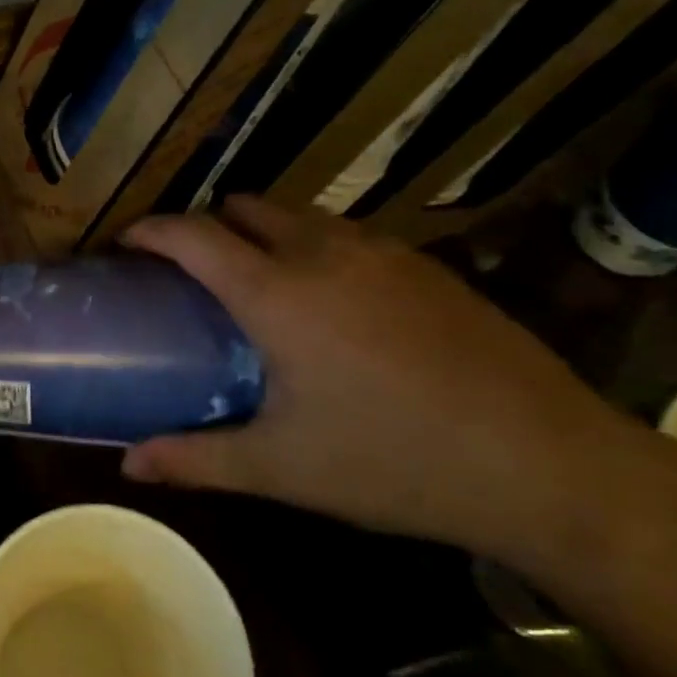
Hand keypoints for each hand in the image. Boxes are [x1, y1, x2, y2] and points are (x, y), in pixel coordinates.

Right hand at [120, 196, 676, 573]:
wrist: (550, 464)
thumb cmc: (396, 462)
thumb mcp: (284, 469)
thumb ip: (195, 459)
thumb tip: (127, 464)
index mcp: (277, 292)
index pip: (193, 235)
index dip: (151, 231)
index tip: (127, 244)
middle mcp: (322, 252)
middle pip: (243, 208)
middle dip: (207, 226)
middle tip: (193, 273)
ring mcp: (380, 251)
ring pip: (297, 215)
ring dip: (262, 232)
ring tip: (258, 283)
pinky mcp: (424, 264)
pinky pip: (344, 233)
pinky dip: (313, 246)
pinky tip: (333, 303)